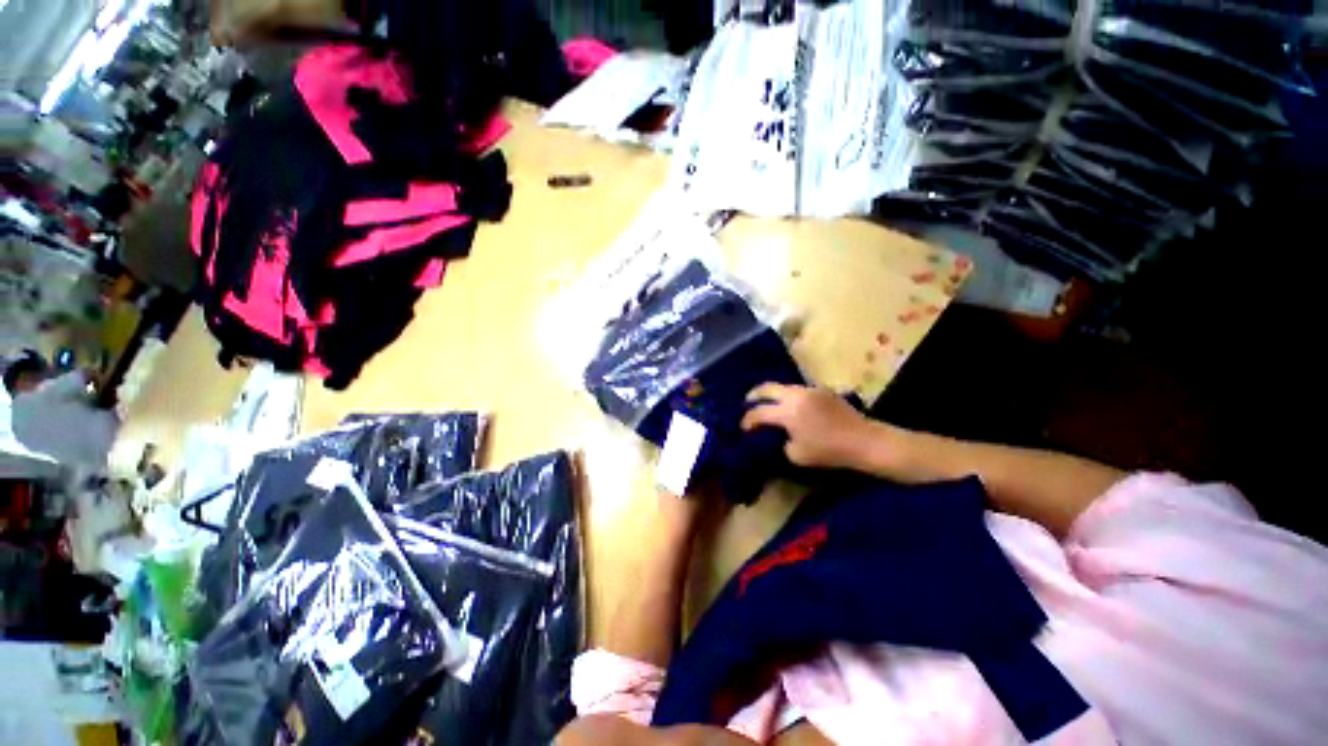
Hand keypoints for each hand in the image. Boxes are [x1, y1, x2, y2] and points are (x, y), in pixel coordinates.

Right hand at [740, 384, 878, 469]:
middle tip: (747, 403)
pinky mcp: (821, 390)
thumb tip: (778, 434)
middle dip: (754, 395)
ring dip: (773, 395)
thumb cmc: (829, 451)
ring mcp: (809, 390)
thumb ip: (781, 442)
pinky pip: (798, 390)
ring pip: (783, 387)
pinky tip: (792, 407)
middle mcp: (795, 395)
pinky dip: (789, 397)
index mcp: (787, 412)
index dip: (747, 420)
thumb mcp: (796, 455)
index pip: (758, 412)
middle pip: (767, 388)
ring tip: (769, 405)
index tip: (743, 427)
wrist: (864, 440)